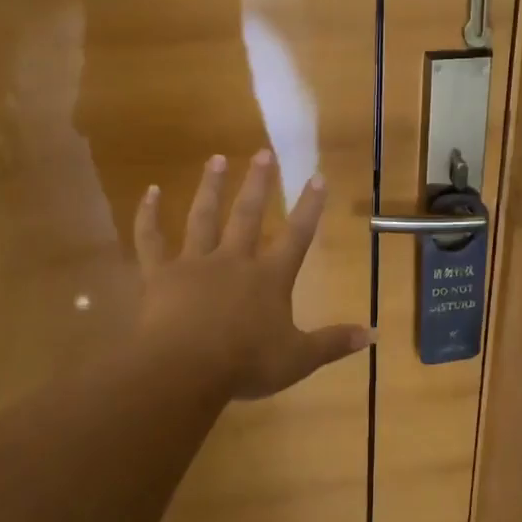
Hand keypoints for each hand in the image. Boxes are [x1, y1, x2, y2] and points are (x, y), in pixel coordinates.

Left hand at [134, 152, 375, 400]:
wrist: (185, 369)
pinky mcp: (160, 275)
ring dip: (210, 187)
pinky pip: (151, 240)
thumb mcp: (298, 359)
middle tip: (263, 152)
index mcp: (269, 278)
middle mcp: (233, 260)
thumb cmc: (245, 364)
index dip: (309, 206)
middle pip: (247, 214)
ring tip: (216, 159)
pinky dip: (148, 216)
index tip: (317, 176)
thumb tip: (374, 334)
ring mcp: (194, 264)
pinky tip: (149, 192)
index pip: (296, 236)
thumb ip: (334, 343)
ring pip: (203, 217)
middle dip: (258, 183)